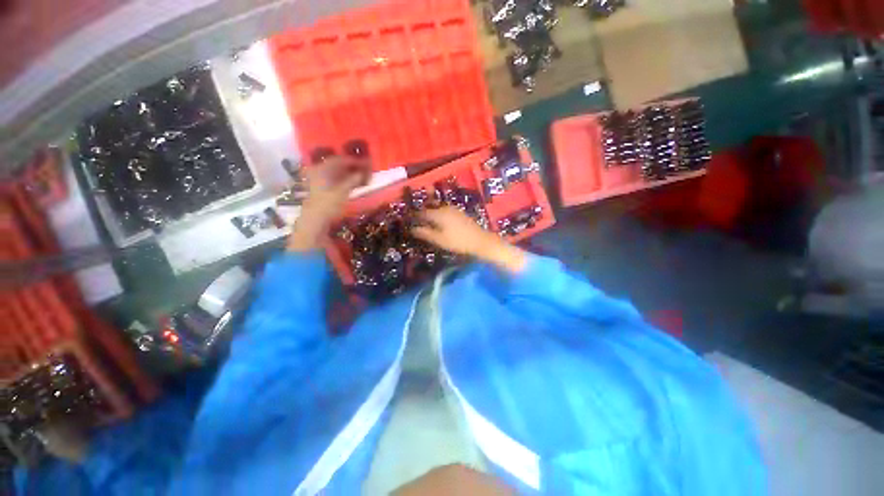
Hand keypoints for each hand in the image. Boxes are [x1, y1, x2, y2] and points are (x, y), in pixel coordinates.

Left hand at [287, 157, 370, 251]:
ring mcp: (320, 181)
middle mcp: (319, 171)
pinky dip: (348, 181)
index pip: (341, 160)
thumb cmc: (328, 204)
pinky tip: (357, 184)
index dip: (356, 161)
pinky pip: (338, 181)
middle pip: (340, 165)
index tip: (368, 163)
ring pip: (339, 174)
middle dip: (355, 168)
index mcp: (322, 168)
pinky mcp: (323, 190)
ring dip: (352, 175)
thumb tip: (365, 172)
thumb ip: (355, 179)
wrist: (316, 220)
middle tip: (368, 170)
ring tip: (365, 178)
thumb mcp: (344, 190)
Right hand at [412, 207, 526, 272]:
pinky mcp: (459, 213)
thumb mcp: (439, 240)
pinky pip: (444, 210)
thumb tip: (411, 229)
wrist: (480, 241)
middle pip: (429, 208)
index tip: (406, 220)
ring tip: (424, 220)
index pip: (421, 213)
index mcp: (438, 213)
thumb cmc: (458, 242)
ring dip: (430, 212)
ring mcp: (453, 209)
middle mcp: (445, 208)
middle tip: (414, 218)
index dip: (413, 216)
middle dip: (421, 212)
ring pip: (437, 208)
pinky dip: (438, 214)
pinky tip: (438, 221)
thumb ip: (424, 233)